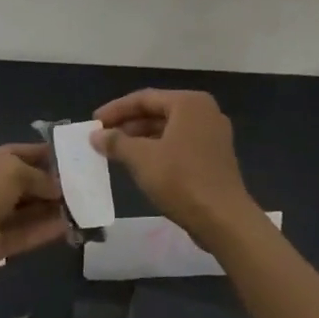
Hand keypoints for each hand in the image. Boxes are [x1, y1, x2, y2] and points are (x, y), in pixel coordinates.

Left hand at [0, 143, 67, 285]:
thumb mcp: (11, 171)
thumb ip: (37, 176)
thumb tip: (56, 187)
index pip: (14, 153)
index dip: (40, 153)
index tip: (68, 157)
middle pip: (20, 183)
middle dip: (47, 184)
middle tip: (79, 186)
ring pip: (23, 211)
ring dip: (48, 209)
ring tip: (78, 207)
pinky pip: (21, 234)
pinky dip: (42, 230)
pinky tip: (66, 227)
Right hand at [91, 90, 262, 249]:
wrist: (223, 219)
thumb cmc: (181, 180)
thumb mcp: (142, 159)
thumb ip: (116, 142)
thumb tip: (96, 136)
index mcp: (189, 103)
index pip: (144, 98)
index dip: (116, 109)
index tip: (94, 123)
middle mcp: (204, 112)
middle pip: (158, 111)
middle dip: (128, 124)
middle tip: (102, 137)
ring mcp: (213, 135)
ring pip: (168, 129)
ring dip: (141, 139)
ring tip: (115, 151)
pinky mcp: (214, 157)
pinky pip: (179, 144)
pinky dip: (158, 150)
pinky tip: (139, 164)